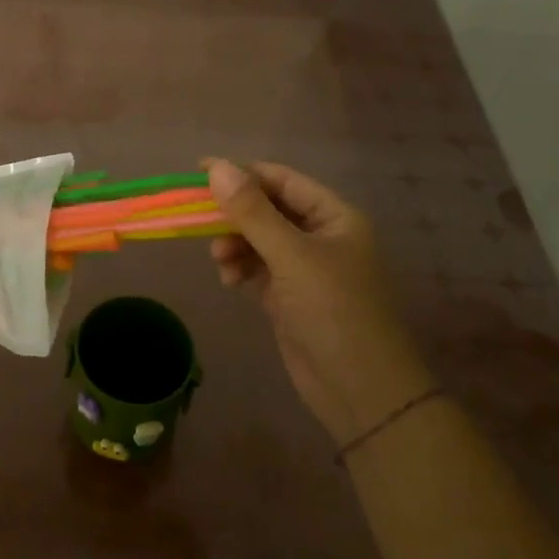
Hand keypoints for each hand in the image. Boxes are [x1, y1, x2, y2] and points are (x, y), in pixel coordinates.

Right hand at [206, 159, 433, 448]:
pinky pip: (255, 268)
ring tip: (221, 262)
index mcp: (333, 216)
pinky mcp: (288, 296)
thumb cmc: (334, 312)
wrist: (361, 391)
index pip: (281, 179)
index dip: (241, 173)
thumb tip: (217, 167)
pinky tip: (230, 281)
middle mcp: (319, 236)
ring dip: (233, 244)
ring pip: (256, 240)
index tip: (198, 173)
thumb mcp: (292, 257)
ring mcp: (303, 268)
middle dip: (234, 215)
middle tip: (198, 221)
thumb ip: (252, 212)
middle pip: (266, 209)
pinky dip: (239, 269)